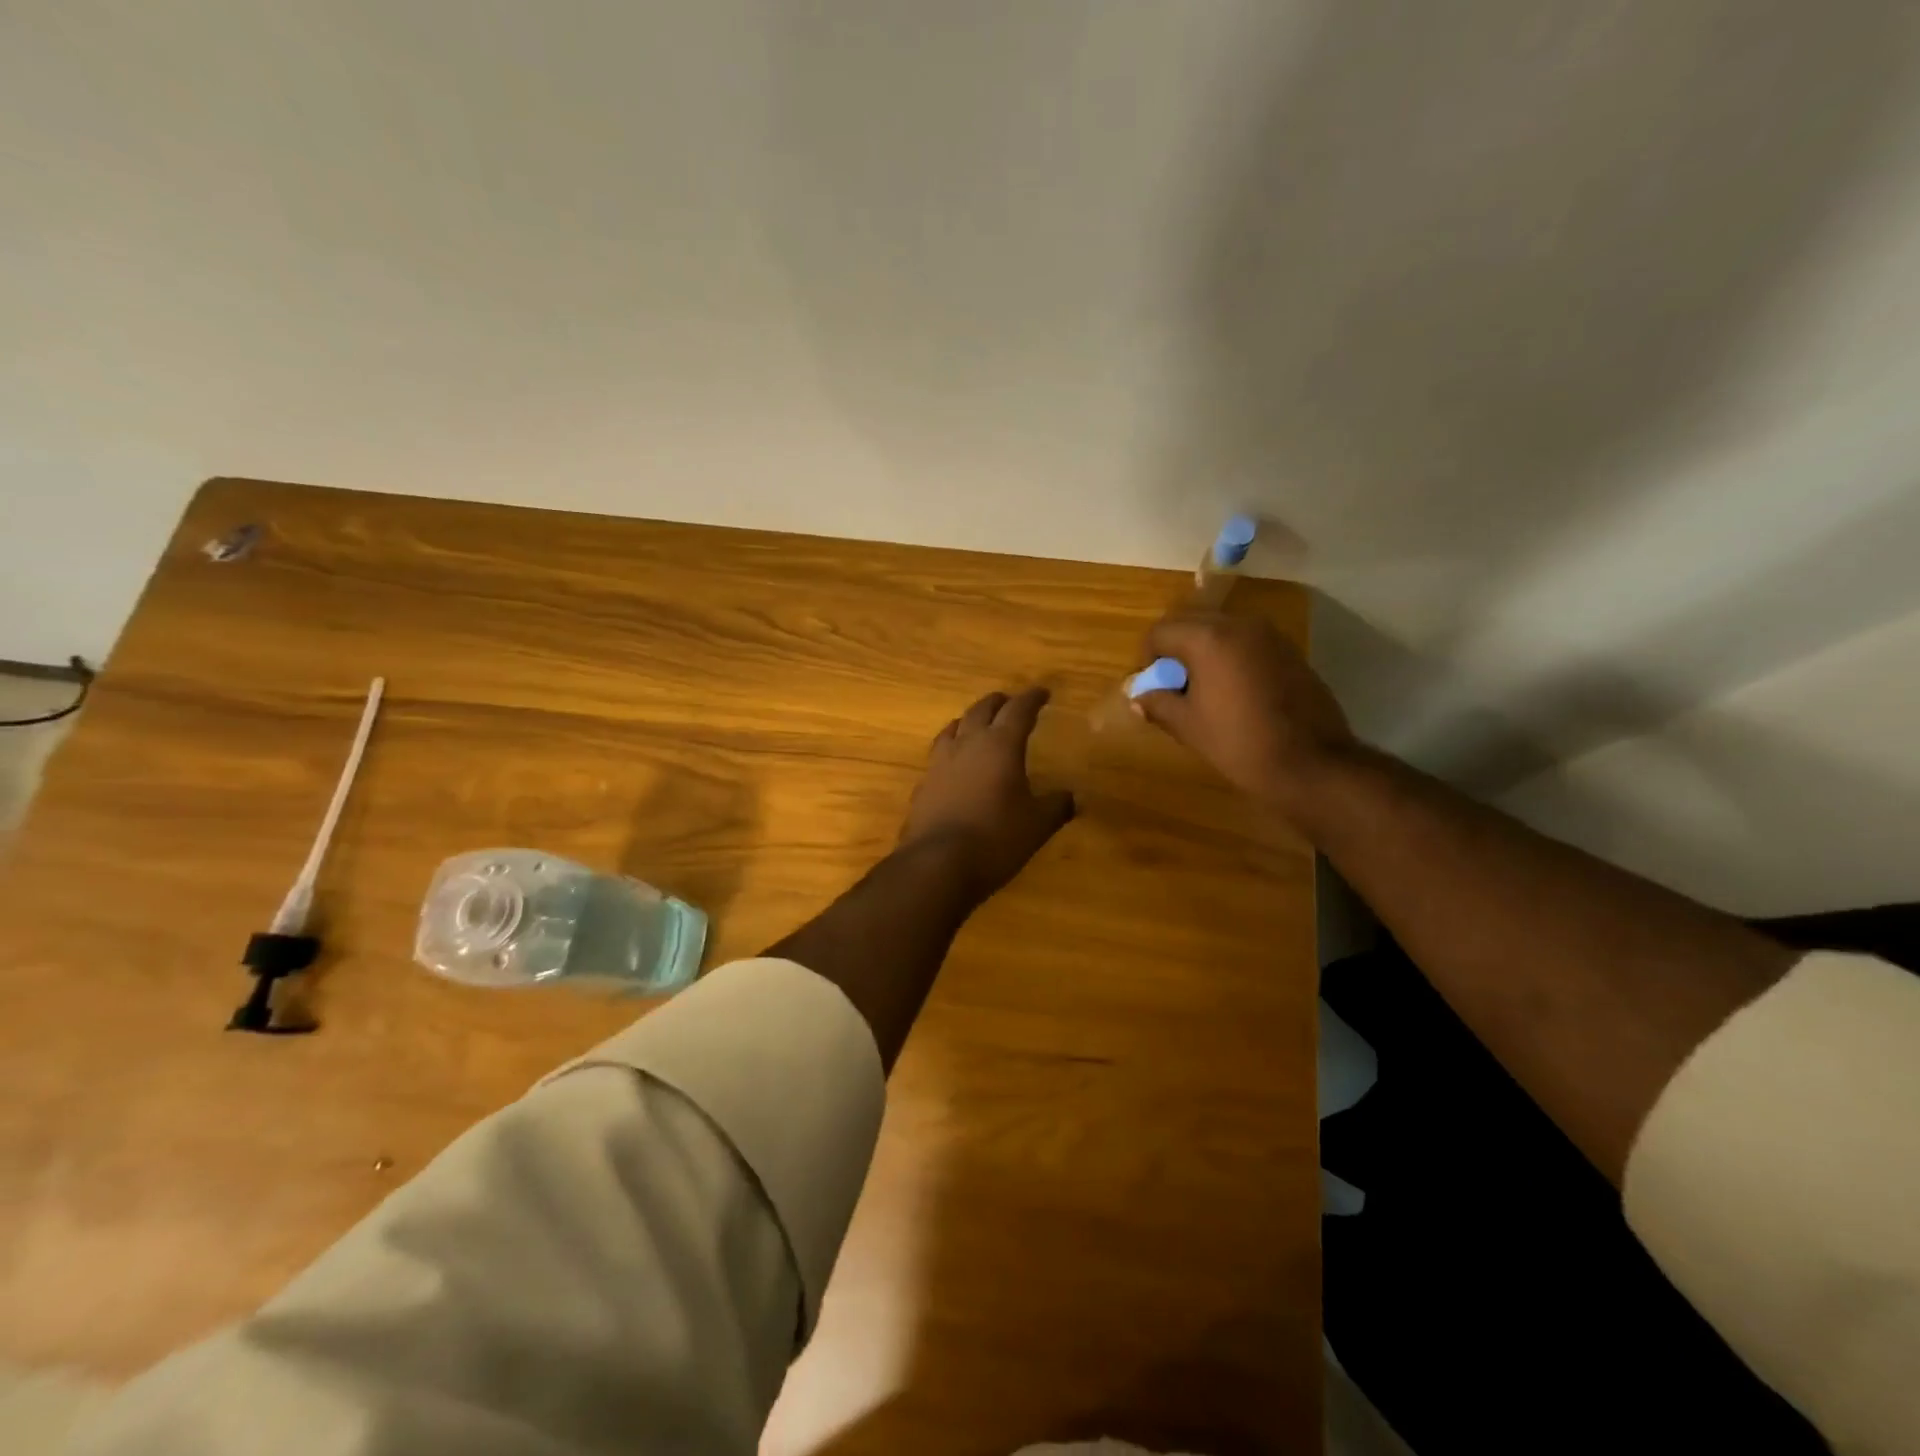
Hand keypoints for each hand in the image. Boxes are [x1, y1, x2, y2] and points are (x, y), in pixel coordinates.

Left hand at [900, 687, 1075, 897]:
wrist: (937, 864)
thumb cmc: (996, 839)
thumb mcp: (1037, 825)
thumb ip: (1056, 806)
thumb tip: (1072, 797)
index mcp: (1000, 745)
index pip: (1018, 710)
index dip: (1032, 699)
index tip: (1043, 692)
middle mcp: (968, 745)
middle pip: (982, 710)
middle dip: (999, 702)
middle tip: (1010, 703)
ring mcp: (940, 763)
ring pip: (954, 727)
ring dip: (970, 720)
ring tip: (978, 724)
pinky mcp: (923, 784)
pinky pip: (939, 754)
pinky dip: (952, 749)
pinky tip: (955, 764)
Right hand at [1132, 611, 1357, 815]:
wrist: (1311, 764)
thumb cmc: (1239, 743)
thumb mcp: (1189, 726)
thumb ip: (1158, 704)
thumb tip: (1137, 697)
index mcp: (1208, 639)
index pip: (1160, 631)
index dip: (1147, 657)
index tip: (1152, 686)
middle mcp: (1239, 625)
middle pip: (1190, 623)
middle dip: (1174, 649)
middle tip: (1173, 686)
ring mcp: (1269, 636)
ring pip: (1221, 630)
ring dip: (1203, 652)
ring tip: (1203, 690)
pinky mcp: (1289, 651)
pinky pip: (1246, 643)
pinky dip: (1230, 657)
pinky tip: (1234, 693)